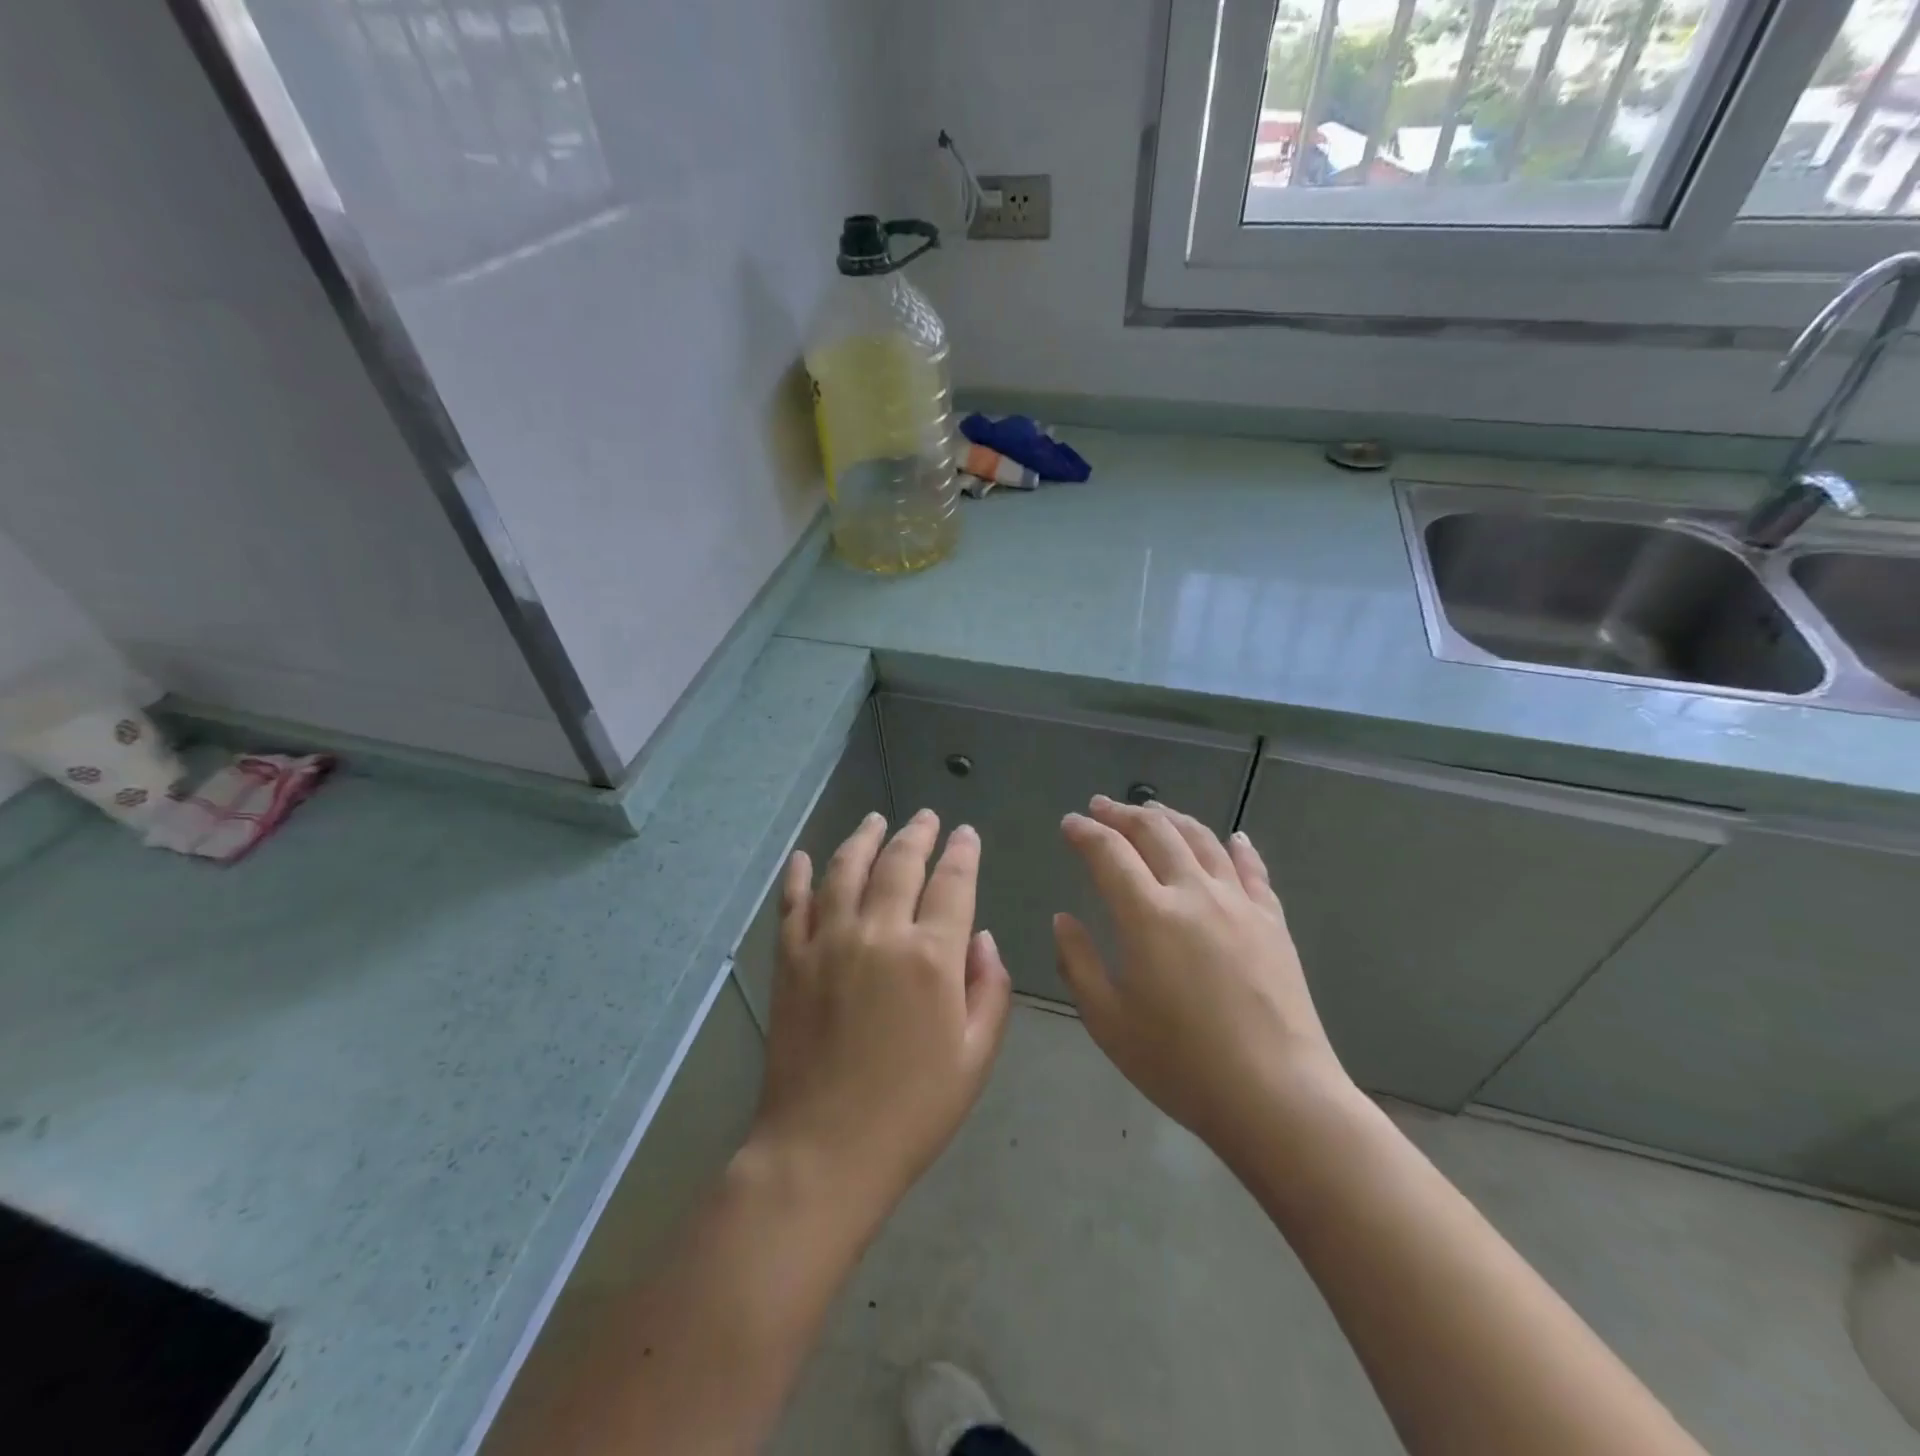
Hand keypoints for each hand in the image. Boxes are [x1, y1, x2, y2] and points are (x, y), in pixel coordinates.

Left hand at [751, 809, 1011, 1225]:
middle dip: (918, 834)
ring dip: (863, 838)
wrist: (823, 1151)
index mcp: (930, 957)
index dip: (963, 853)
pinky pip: (793, 903)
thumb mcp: (975, 1058)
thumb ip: (989, 989)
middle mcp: (878, 933)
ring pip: (847, 870)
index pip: (952, 883)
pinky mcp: (790, 960)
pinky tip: (805, 856)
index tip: (966, 834)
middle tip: (927, 816)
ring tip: (875, 819)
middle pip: (899, 864)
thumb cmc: (911, 1111)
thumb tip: (982, 938)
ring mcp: (827, 942)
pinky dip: (800, 875)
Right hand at [1053, 796, 1352, 1157]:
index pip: (1109, 853)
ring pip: (1202, 840)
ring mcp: (1238, 903)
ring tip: (1153, 810)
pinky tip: (1232, 838)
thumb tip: (1064, 919)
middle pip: (1155, 832)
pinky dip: (1237, 847)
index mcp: (1147, 914)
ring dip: (1172, 818)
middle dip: (1123, 814)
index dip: (1085, 833)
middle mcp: (1193, 892)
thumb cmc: (1181, 1063)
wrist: (1277, 1096)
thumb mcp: (1108, 1021)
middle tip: (1101, 807)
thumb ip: (1077, 962)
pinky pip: (1253, 870)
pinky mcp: (1272, 921)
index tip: (1069, 823)